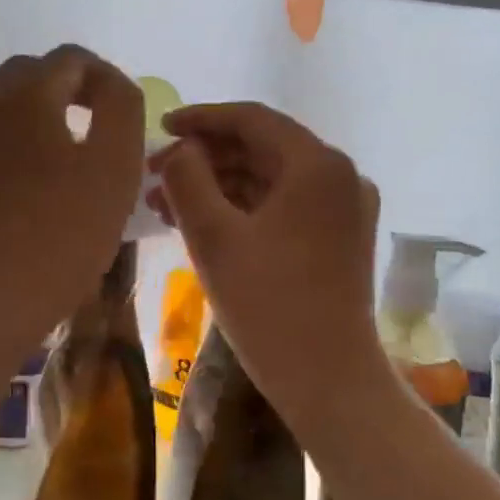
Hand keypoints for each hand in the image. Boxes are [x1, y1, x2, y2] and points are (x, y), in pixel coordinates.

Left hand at [0, 47, 144, 350]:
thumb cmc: (61, 233)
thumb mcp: (115, 166)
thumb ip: (121, 108)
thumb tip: (111, 85)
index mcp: (25, 93)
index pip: (71, 59)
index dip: (105, 79)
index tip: (123, 115)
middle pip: (29, 74)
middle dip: (67, 91)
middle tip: (95, 131)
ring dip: (29, 111)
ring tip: (55, 149)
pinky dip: (3, 139)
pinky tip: (21, 179)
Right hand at [150, 103, 382, 418]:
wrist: (328, 380)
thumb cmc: (268, 304)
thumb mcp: (214, 237)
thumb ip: (187, 179)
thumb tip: (179, 149)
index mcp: (317, 165)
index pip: (253, 120)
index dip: (201, 119)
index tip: (160, 127)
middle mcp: (340, 176)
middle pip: (263, 148)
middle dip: (205, 157)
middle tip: (155, 172)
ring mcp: (344, 210)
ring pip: (270, 180)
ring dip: (219, 184)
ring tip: (165, 202)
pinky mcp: (339, 239)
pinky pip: (284, 206)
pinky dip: (243, 208)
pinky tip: (201, 222)